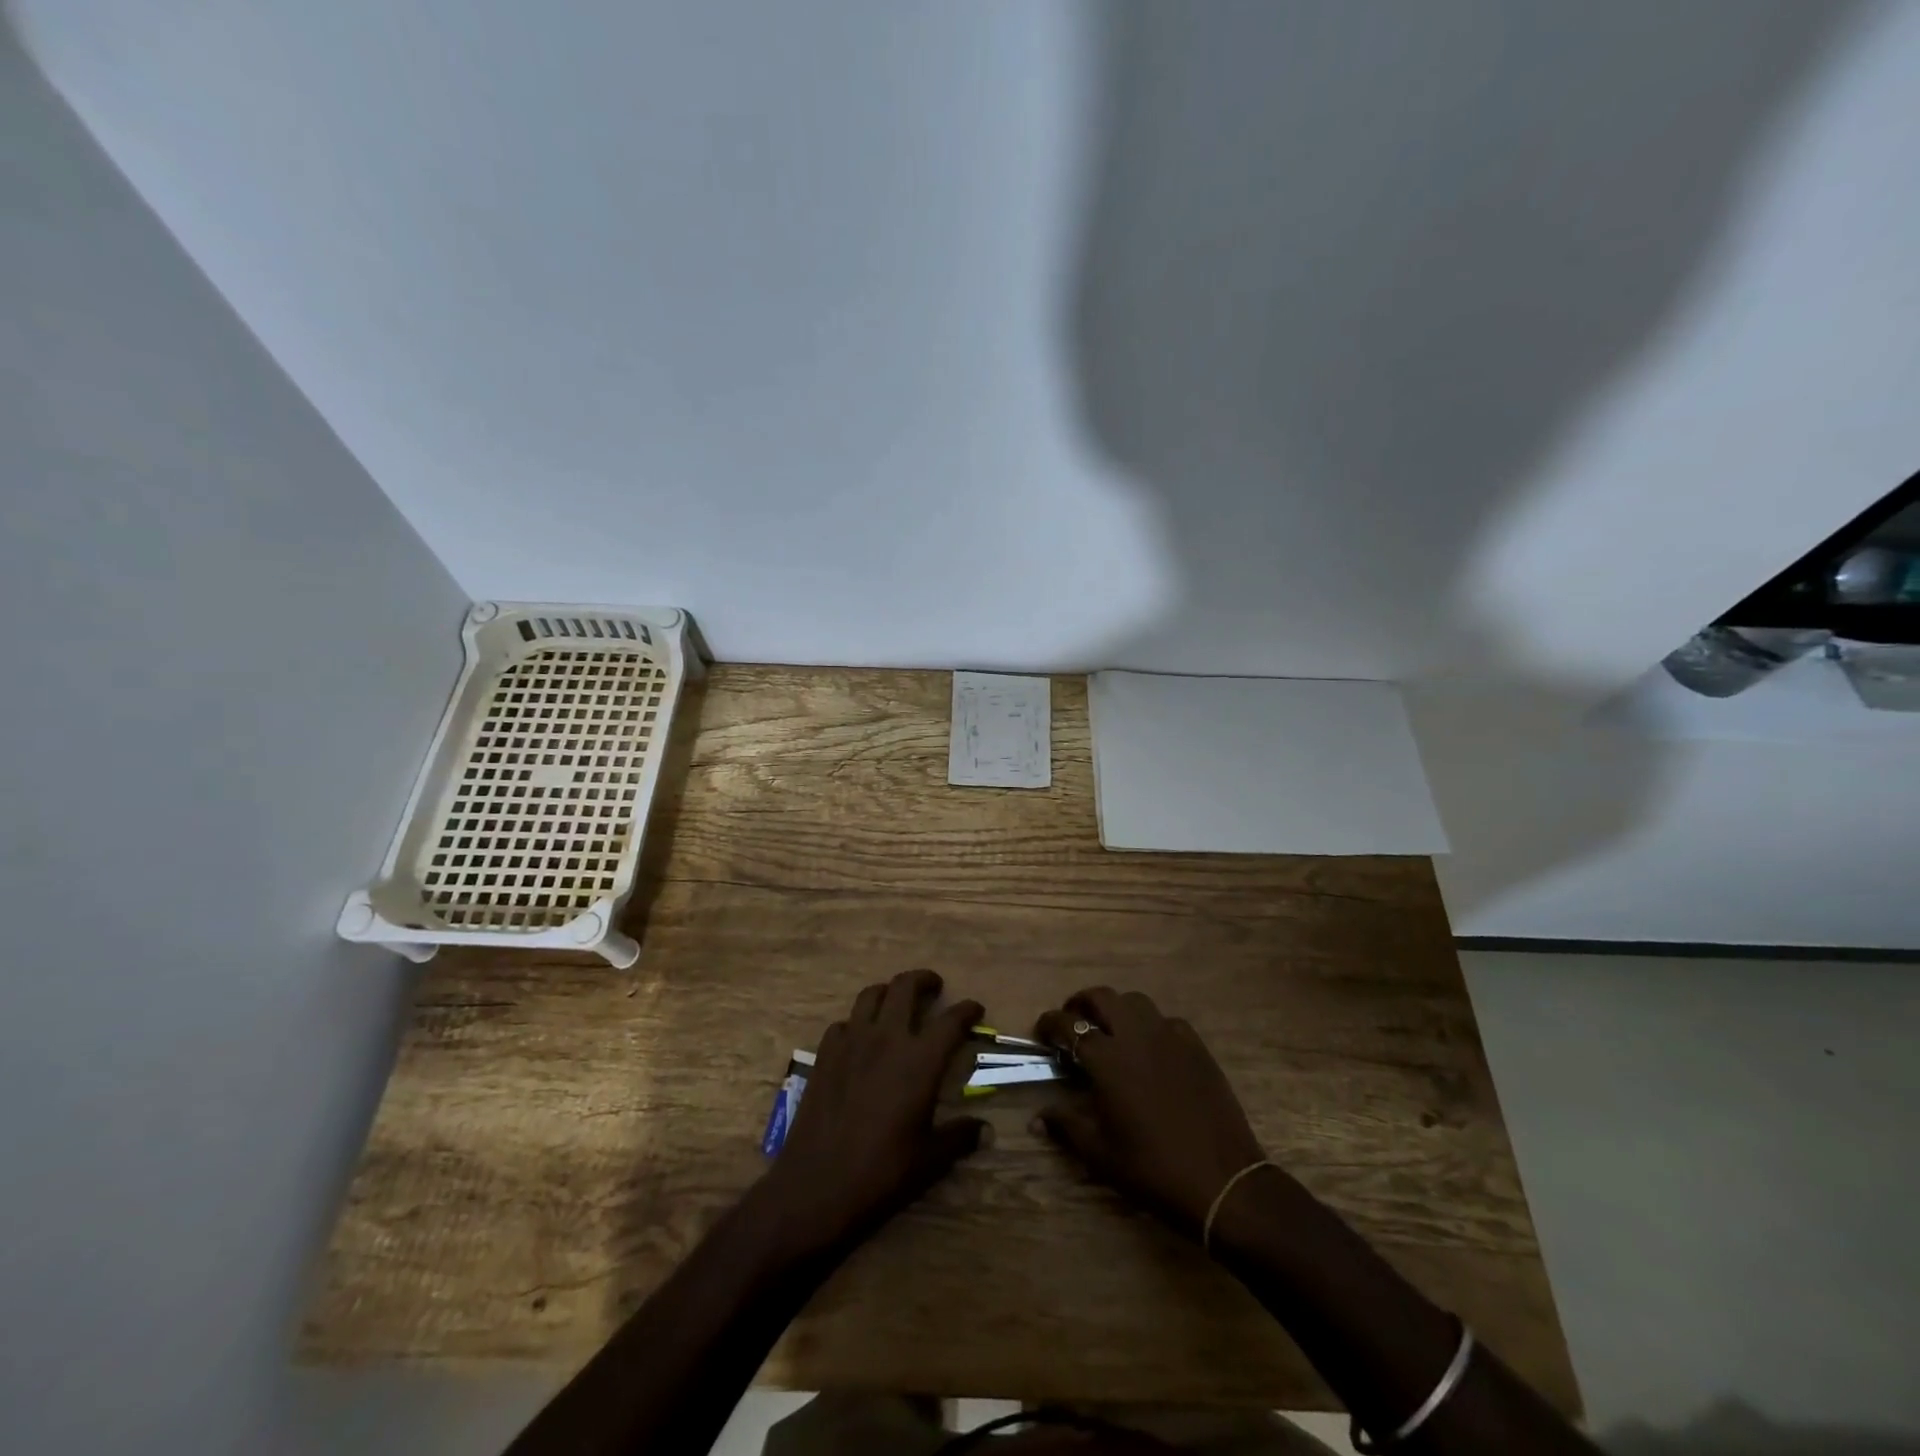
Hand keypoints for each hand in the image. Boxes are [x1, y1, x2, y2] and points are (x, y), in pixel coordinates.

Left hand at [757, 969, 986, 1255]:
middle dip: (924, 980)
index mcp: (920, 1060)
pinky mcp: (824, 1054)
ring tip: (897, 1002)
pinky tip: (860, 1040)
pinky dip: (856, 1023)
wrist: (816, 1186)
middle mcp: (887, 1038)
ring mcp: (851, 1042)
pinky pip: (843, 1023)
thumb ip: (960, 1136)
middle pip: (906, 987)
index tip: (975, 1009)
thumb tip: (986, 1130)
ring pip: (871, 995)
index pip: (952, 1020)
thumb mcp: (930, 1160)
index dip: (967, 1010)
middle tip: (934, 987)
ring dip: (889, 992)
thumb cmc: (881, 1173)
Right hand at [1035, 987, 1267, 1238]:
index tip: (1041, 1033)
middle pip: (1102, 997)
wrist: (1223, 1181)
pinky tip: (1149, 1048)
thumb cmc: (1153, 1169)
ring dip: (1116, 1009)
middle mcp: (1136, 1036)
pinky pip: (1166, 1020)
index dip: (1049, 1023)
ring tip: (1109, 1030)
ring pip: (1135, 1002)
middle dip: (1081, 1004)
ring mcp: (1170, 1037)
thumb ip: (1066, 1126)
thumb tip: (1037, 1117)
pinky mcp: (1196, 1046)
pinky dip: (1150, 1025)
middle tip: (1073, 1023)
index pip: (1068, 1025)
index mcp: (1107, 1059)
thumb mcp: (1101, 1154)